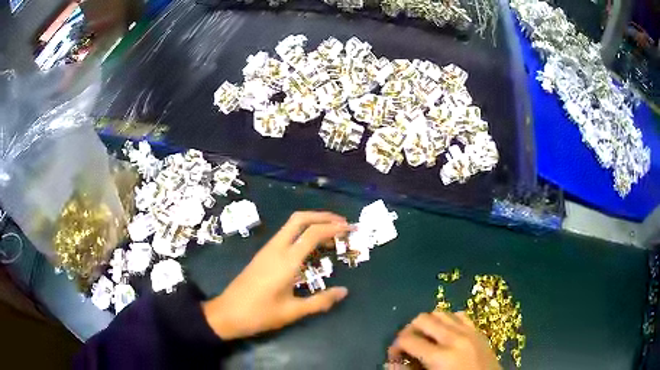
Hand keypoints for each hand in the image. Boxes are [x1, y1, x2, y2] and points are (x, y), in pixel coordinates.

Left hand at [202, 211, 349, 339]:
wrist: (227, 313)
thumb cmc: (260, 314)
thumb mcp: (293, 312)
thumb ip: (321, 301)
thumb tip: (344, 291)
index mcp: (286, 261)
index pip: (313, 233)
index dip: (334, 228)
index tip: (350, 229)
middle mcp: (276, 248)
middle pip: (300, 219)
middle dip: (323, 216)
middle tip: (342, 223)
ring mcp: (267, 250)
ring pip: (291, 225)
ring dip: (312, 223)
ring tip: (332, 235)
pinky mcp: (263, 255)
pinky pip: (286, 235)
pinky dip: (302, 233)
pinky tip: (311, 248)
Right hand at [388, 311, 500, 369]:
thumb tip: (390, 364)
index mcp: (441, 356)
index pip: (408, 340)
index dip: (394, 347)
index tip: (394, 357)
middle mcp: (455, 337)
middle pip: (423, 319)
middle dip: (409, 330)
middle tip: (407, 346)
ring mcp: (470, 331)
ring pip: (441, 312)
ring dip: (428, 324)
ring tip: (425, 339)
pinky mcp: (479, 331)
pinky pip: (460, 315)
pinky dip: (448, 320)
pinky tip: (446, 334)